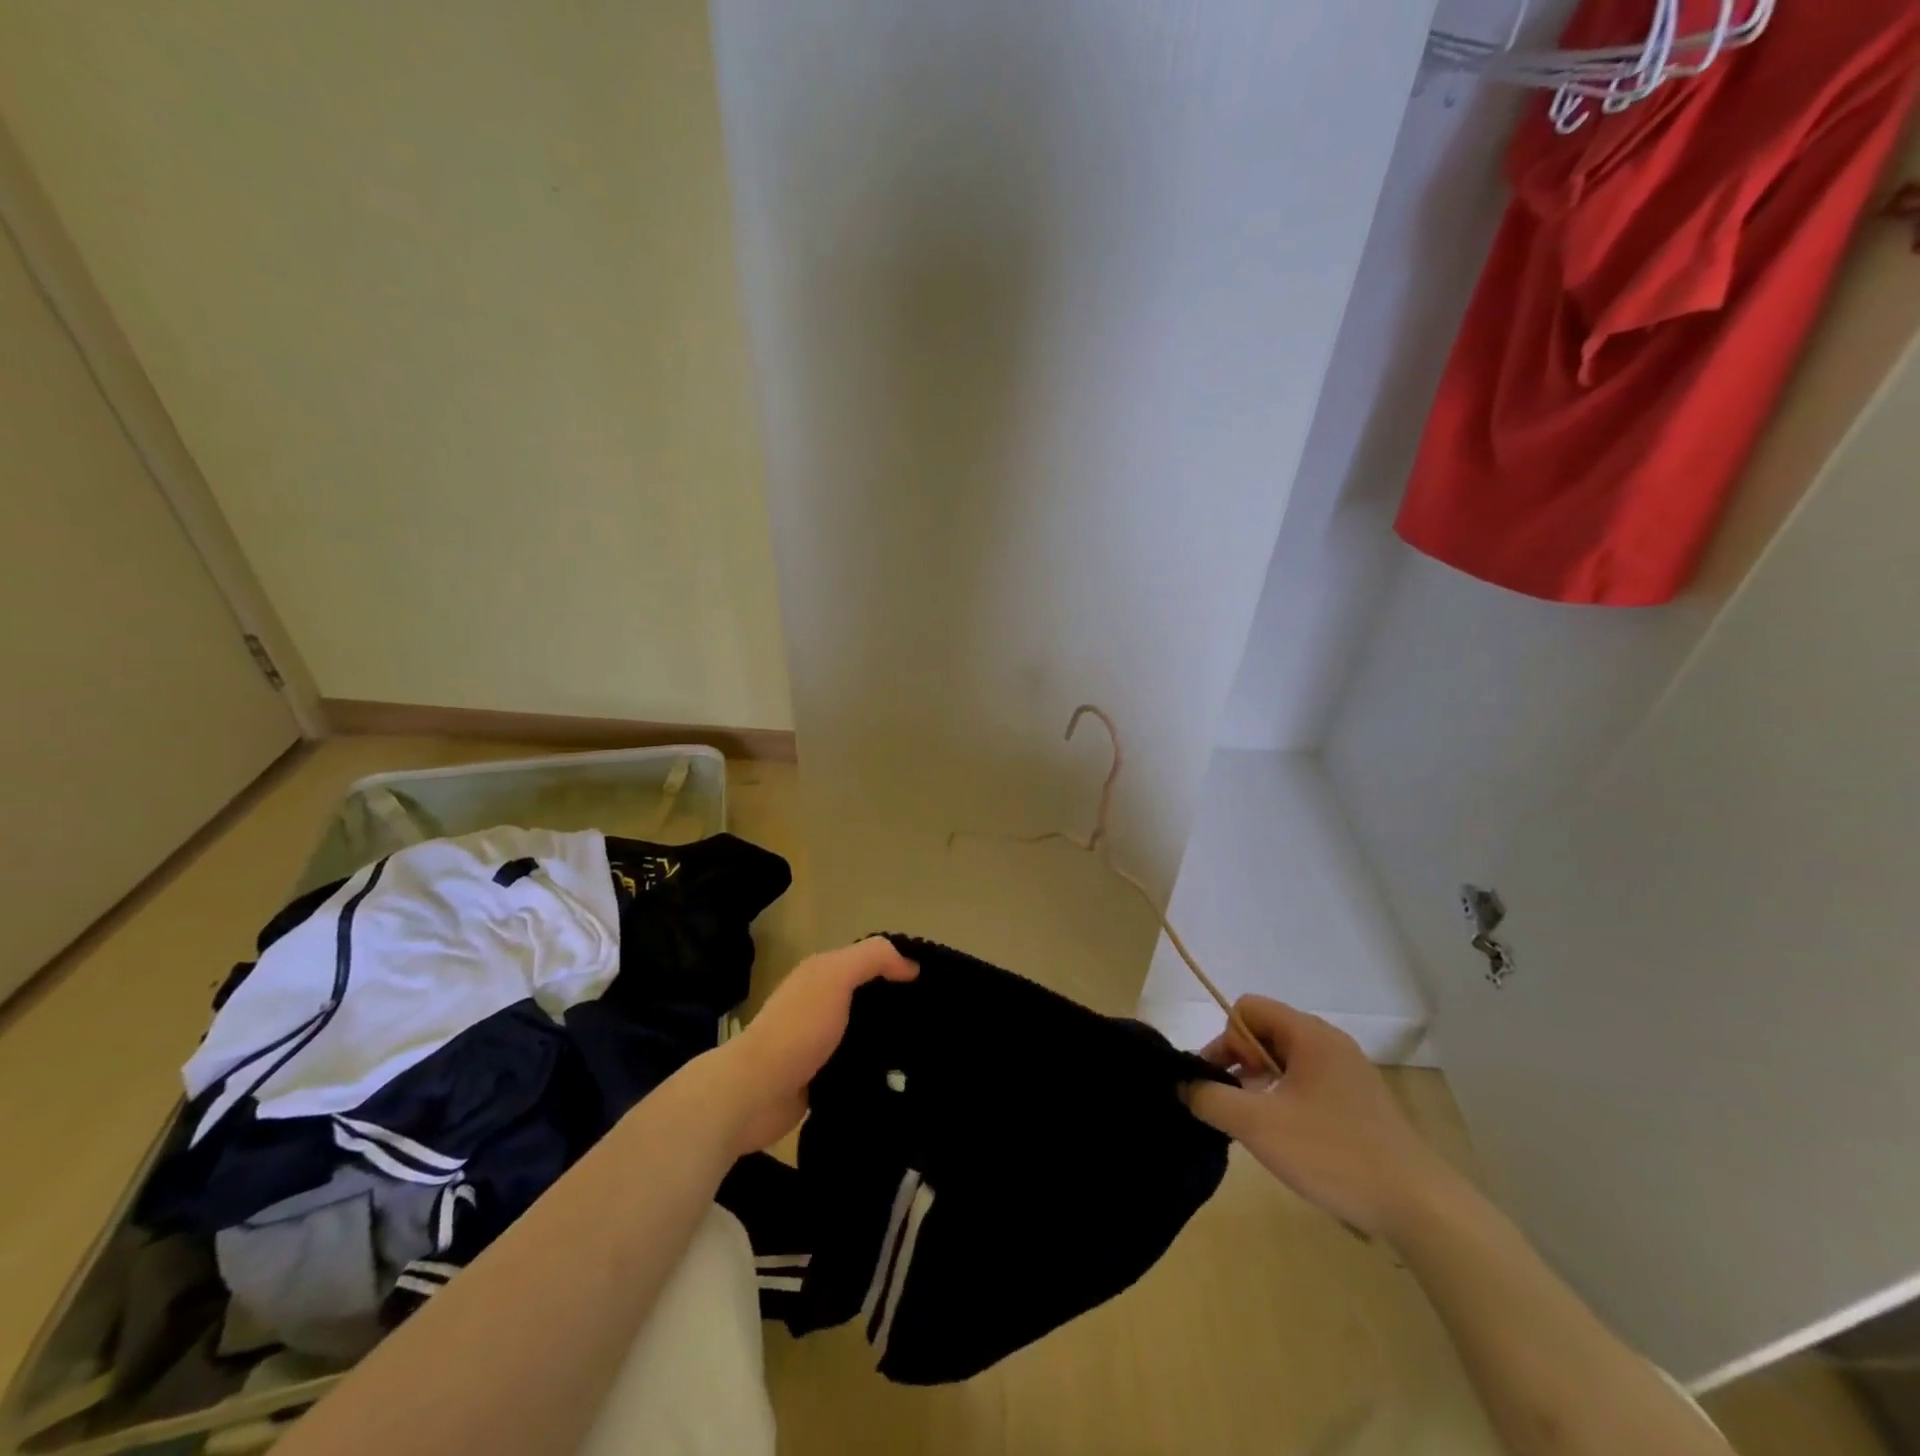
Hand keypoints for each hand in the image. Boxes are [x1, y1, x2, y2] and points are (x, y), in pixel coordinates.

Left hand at [710, 938, 917, 1153]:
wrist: (754, 1094)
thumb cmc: (797, 1029)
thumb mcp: (834, 977)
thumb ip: (872, 959)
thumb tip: (912, 965)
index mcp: (822, 974)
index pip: (871, 961)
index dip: (901, 966)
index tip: (937, 983)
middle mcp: (823, 1003)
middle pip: (871, 997)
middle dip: (901, 1005)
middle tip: (939, 1019)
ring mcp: (823, 1042)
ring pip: (868, 1032)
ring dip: (892, 1039)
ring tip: (931, 1050)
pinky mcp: (824, 1078)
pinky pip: (861, 1065)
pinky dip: (879, 1068)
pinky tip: (906, 1077)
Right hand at [1186, 996, 1456, 1238]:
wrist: (1419, 1208)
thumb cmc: (1333, 1154)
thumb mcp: (1257, 1125)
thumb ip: (1210, 1098)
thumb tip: (1184, 1085)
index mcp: (1309, 1034)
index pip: (1247, 1009)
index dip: (1228, 1040)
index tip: (1231, 1082)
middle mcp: (1330, 1042)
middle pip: (1265, 1031)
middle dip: (1241, 1062)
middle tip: (1238, 1106)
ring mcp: (1349, 1072)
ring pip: (1286, 1059)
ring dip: (1262, 1083)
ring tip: (1260, 1124)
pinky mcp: (1360, 1102)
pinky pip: (1308, 1082)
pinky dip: (1287, 1099)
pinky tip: (1289, 1138)